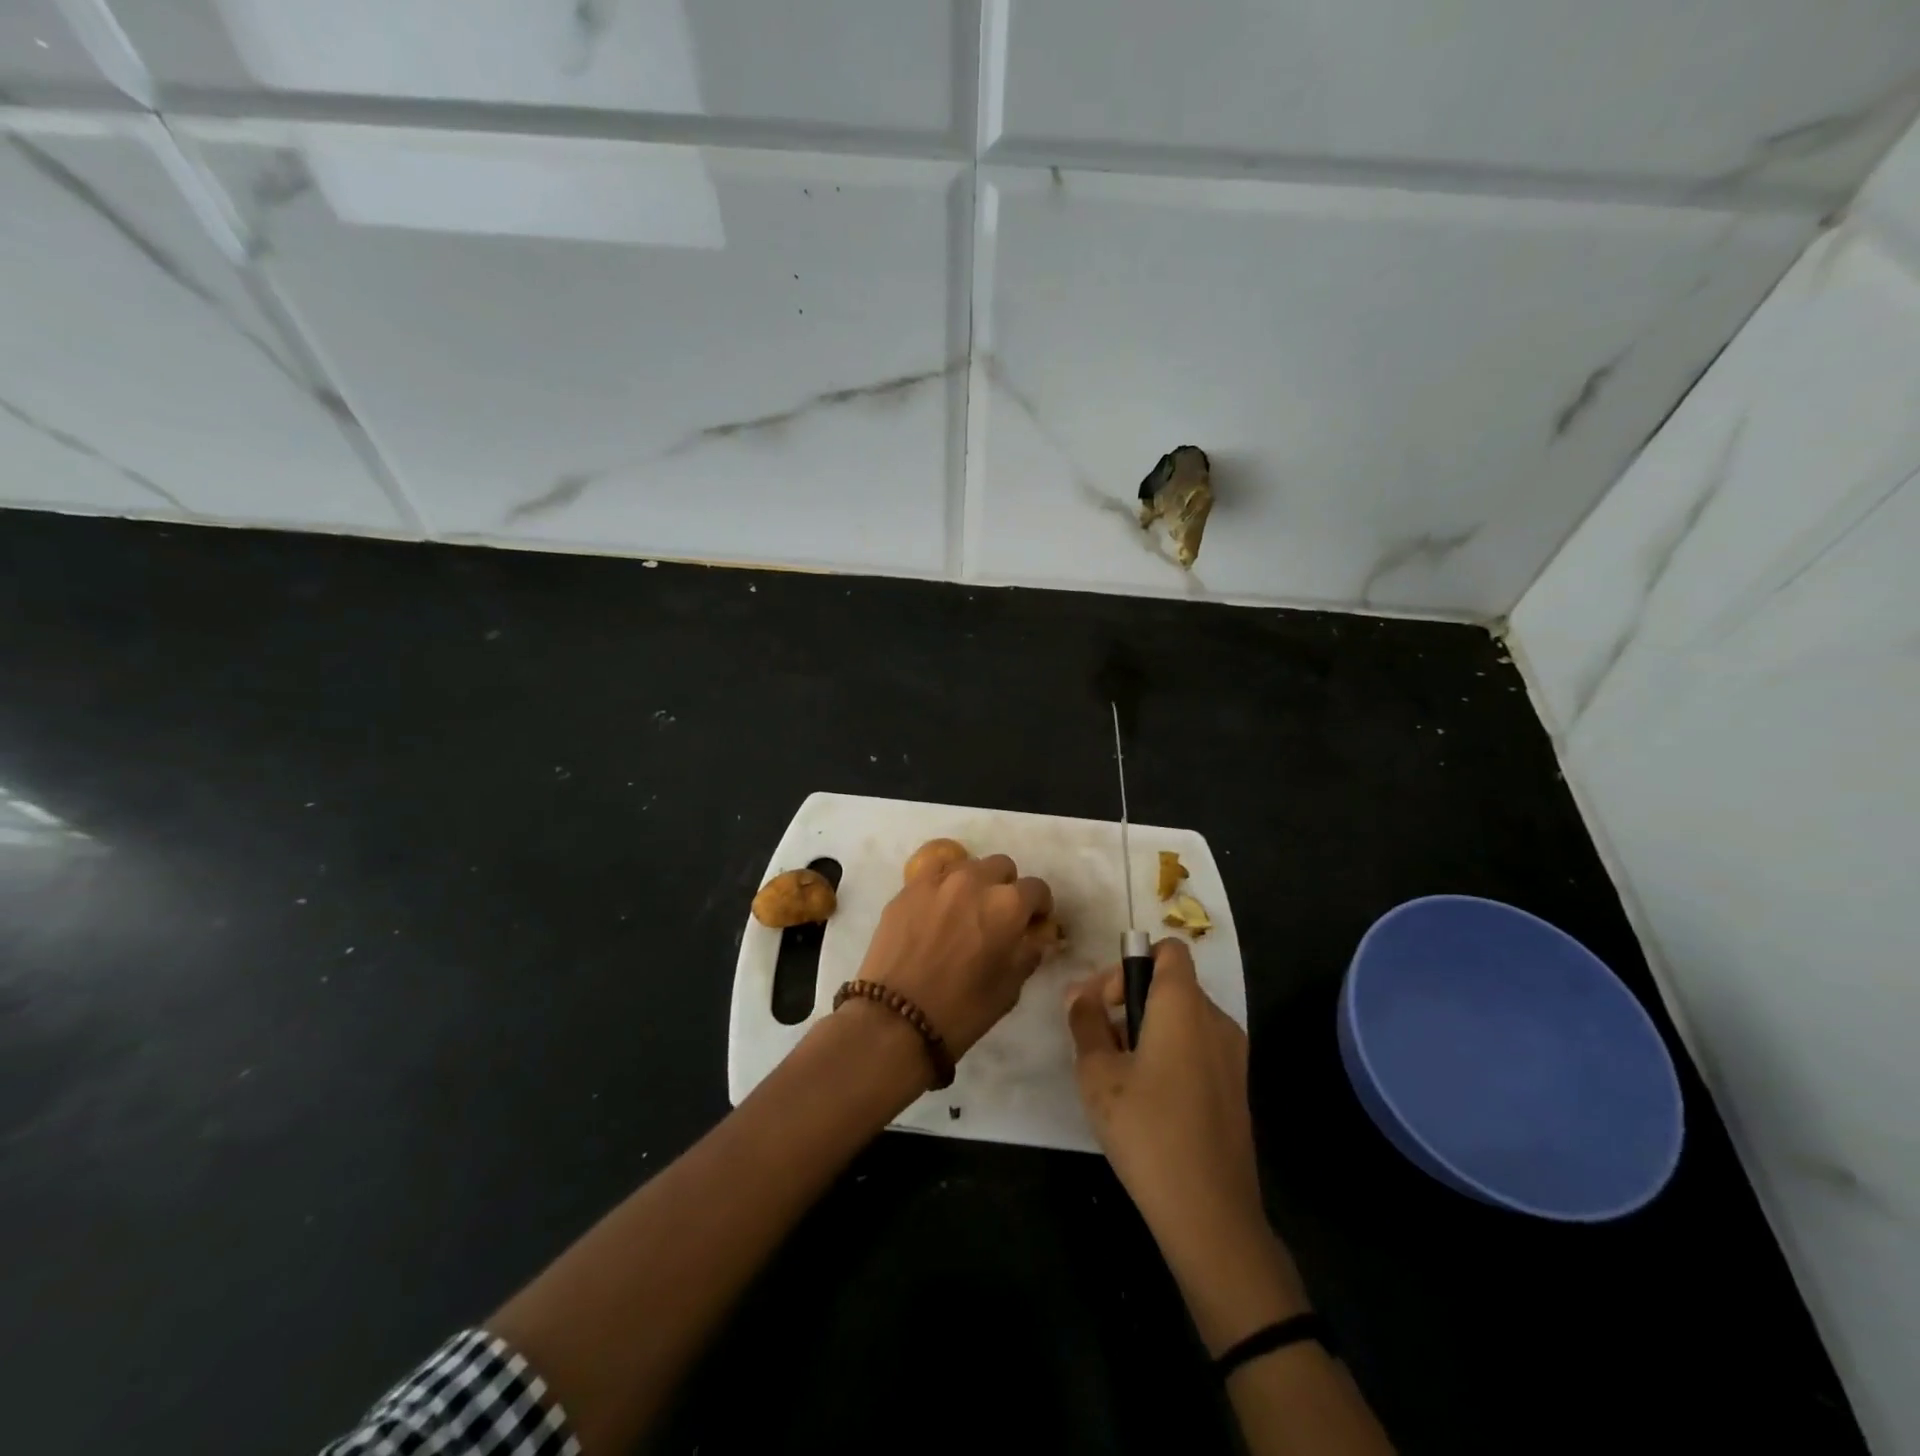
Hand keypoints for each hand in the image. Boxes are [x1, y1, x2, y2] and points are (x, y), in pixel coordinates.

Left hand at [855, 852, 1052, 1058]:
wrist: (896, 1017)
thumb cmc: (962, 1009)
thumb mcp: (1010, 987)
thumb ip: (1029, 951)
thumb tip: (1038, 936)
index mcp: (1007, 904)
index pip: (1037, 889)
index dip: (1039, 908)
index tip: (1032, 924)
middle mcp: (975, 880)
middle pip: (1002, 867)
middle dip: (1007, 887)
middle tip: (998, 916)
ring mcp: (938, 879)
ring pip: (968, 865)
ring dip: (975, 882)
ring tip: (965, 911)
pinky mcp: (909, 886)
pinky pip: (934, 872)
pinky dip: (943, 883)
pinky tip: (938, 907)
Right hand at [1066, 939, 1307, 1349]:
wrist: (1210, 1213)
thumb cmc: (1147, 1129)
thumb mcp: (1097, 1072)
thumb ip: (1085, 1022)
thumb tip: (1080, 994)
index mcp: (1184, 1005)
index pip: (1167, 950)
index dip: (1129, 963)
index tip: (1104, 1001)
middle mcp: (1216, 1019)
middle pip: (1171, 984)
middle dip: (1128, 1000)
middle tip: (1096, 1039)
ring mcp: (1232, 1055)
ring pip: (1182, 1018)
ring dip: (1146, 1028)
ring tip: (1115, 1072)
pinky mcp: (1236, 1087)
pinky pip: (1197, 1047)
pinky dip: (1169, 1052)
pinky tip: (1145, 1097)